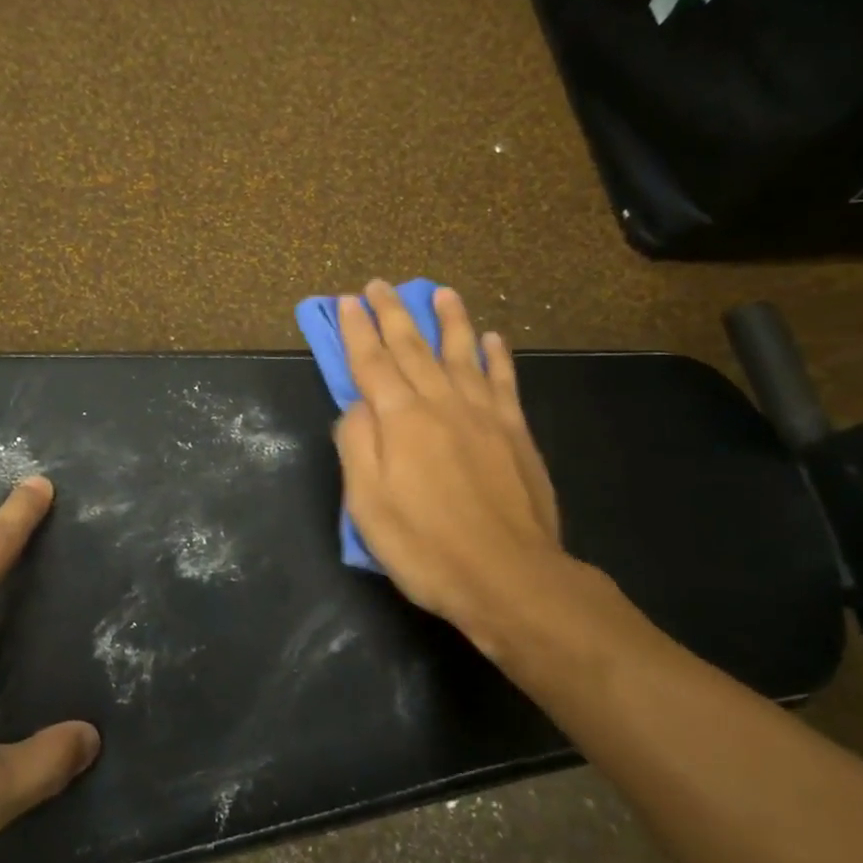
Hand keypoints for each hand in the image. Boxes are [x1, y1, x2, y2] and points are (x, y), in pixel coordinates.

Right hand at [334, 280, 605, 661]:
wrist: (509, 577)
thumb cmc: (426, 546)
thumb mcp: (368, 504)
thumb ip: (357, 445)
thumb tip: (357, 404)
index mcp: (401, 420)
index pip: (372, 363)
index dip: (357, 331)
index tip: (346, 302)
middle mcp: (441, 403)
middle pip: (413, 348)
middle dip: (393, 313)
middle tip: (379, 285)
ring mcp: (483, 415)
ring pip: (461, 353)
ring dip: (449, 320)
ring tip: (441, 292)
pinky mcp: (515, 432)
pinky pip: (503, 382)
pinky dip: (496, 357)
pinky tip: (492, 339)